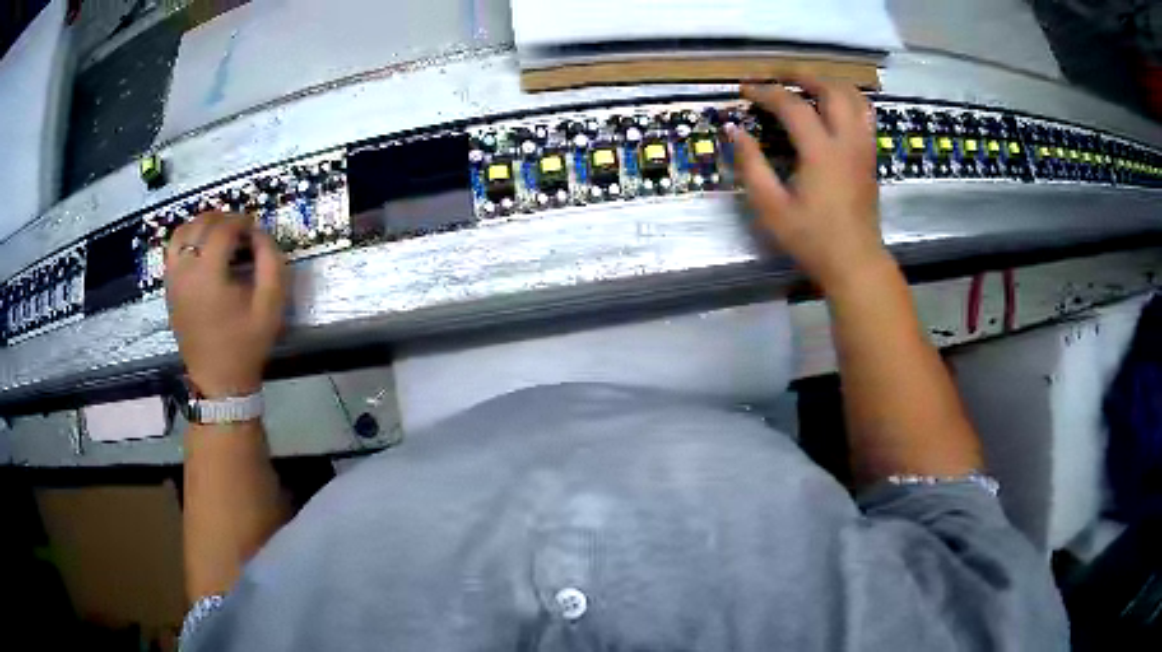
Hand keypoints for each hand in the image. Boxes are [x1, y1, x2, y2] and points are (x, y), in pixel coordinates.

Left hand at [165, 213, 286, 397]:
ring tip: (220, 235)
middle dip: (224, 219)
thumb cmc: (247, 345)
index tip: (255, 230)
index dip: (242, 221)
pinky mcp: (169, 288)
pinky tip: (202, 249)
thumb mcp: (271, 305)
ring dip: (203, 224)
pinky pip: (173, 249)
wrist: (219, 381)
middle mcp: (185, 271)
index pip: (223, 228)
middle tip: (241, 230)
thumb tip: (259, 233)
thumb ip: (271, 262)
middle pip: (201, 224)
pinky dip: (188, 238)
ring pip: (182, 232)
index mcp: (209, 275)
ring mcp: (173, 279)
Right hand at [729, 80, 890, 292]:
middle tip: (779, 75)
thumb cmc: (812, 239)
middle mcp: (847, 141)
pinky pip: (864, 114)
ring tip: (808, 84)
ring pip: (854, 97)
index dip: (766, 92)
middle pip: (831, 89)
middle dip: (803, 75)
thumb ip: (751, 165)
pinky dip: (848, 99)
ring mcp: (864, 147)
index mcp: (822, 152)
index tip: (745, 90)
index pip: (793, 105)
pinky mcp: (870, 156)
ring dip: (830, 83)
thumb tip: (734, 130)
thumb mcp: (771, 207)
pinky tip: (833, 106)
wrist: (855, 262)